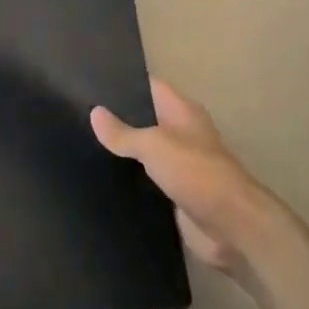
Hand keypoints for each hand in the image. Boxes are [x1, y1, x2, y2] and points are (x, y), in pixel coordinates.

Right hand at [91, 78, 274, 274]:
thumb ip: (124, 133)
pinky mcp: (174, 194)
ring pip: (144, 152)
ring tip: (82, 145)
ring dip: (121, 152)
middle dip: (117, 119)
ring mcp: (179, 165)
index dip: (124, 83)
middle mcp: (181, 134)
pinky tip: (100, 180)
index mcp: (182, 112)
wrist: (231, 226)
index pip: (150, 87)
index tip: (90, 82)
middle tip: (78, 116)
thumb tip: (94, 113)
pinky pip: (146, 181)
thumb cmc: (196, 173)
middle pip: (145, 120)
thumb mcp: (155, 146)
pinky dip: (128, 180)